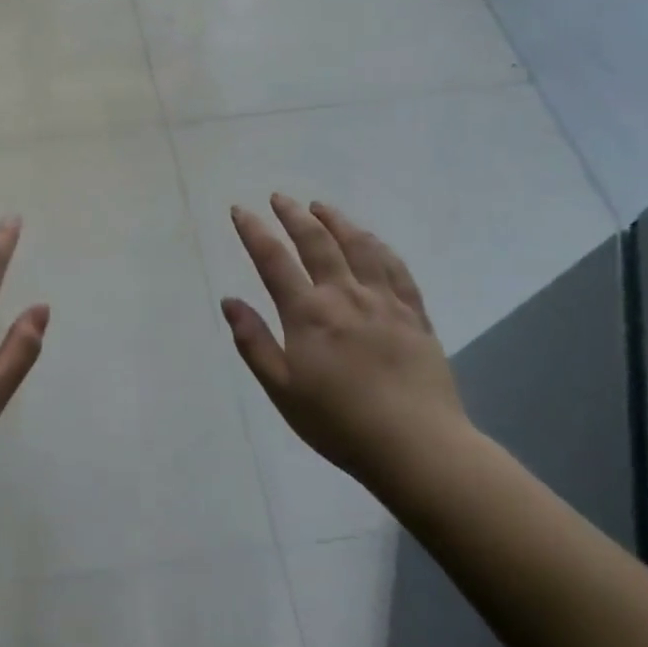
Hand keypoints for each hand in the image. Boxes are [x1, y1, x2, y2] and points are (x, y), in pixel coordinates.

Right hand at [222, 195, 468, 492]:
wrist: (418, 448)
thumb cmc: (339, 423)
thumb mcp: (282, 390)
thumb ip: (254, 342)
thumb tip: (229, 301)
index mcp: (309, 314)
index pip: (273, 260)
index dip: (253, 231)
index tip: (240, 210)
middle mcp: (345, 296)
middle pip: (317, 242)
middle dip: (294, 215)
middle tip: (279, 198)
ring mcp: (385, 302)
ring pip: (359, 246)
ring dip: (337, 221)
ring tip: (321, 207)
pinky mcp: (416, 315)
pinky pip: (396, 268)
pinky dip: (378, 246)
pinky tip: (371, 240)